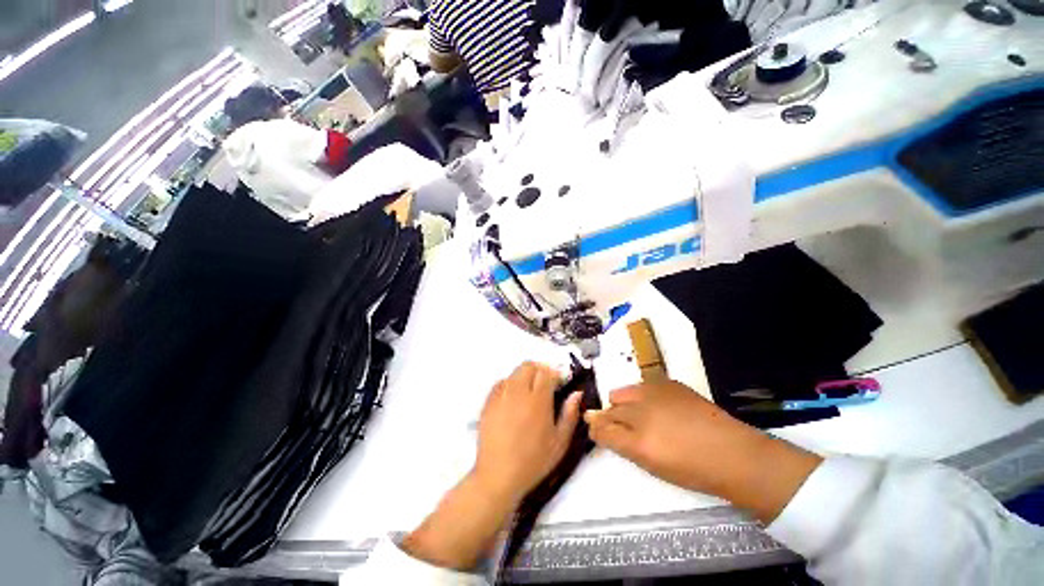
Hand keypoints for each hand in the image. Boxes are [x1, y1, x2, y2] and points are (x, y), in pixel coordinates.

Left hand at [474, 361, 582, 503]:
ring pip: (514, 372)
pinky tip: (513, 398)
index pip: (546, 372)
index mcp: (538, 400)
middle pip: (528, 366)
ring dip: (524, 375)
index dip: (554, 372)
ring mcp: (501, 396)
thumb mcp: (560, 442)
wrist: (498, 475)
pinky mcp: (488, 403)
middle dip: (539, 369)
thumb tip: (577, 392)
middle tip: (545, 383)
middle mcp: (518, 392)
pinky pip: (500, 383)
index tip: (559, 381)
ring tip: (529, 391)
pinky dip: (509, 384)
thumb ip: (570, 414)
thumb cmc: (534, 461)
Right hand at [585, 380, 821, 522]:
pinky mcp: (668, 383)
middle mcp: (641, 409)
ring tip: (641, 417)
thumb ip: (619, 442)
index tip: (594, 428)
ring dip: (624, 403)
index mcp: (637, 438)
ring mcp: (655, 391)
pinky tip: (658, 408)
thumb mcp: (650, 463)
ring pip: (623, 392)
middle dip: (610, 415)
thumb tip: (595, 425)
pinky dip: (642, 395)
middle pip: (610, 406)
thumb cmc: (690, 468)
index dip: (596, 426)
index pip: (602, 426)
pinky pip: (643, 386)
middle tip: (625, 428)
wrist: (733, 453)